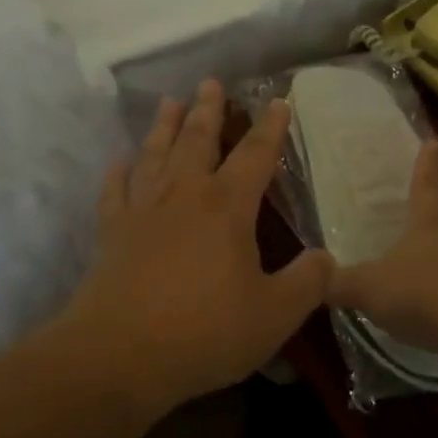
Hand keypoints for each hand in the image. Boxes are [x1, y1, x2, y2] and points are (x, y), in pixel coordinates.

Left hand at [56, 80, 333, 409]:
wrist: (120, 355)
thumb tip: (326, 258)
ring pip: (154, 154)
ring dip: (164, 126)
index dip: (270, 128)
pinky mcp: (111, 232)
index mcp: (227, 207)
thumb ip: (308, 283)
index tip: (279, 101)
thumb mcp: (275, 315)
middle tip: (211, 83)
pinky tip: (120, 161)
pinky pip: (114, 190)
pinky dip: (118, 172)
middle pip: (197, 140)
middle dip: (208, 110)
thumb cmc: (205, 333)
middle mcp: (183, 195)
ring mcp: (142, 210)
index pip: (255, 156)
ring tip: (169, 102)